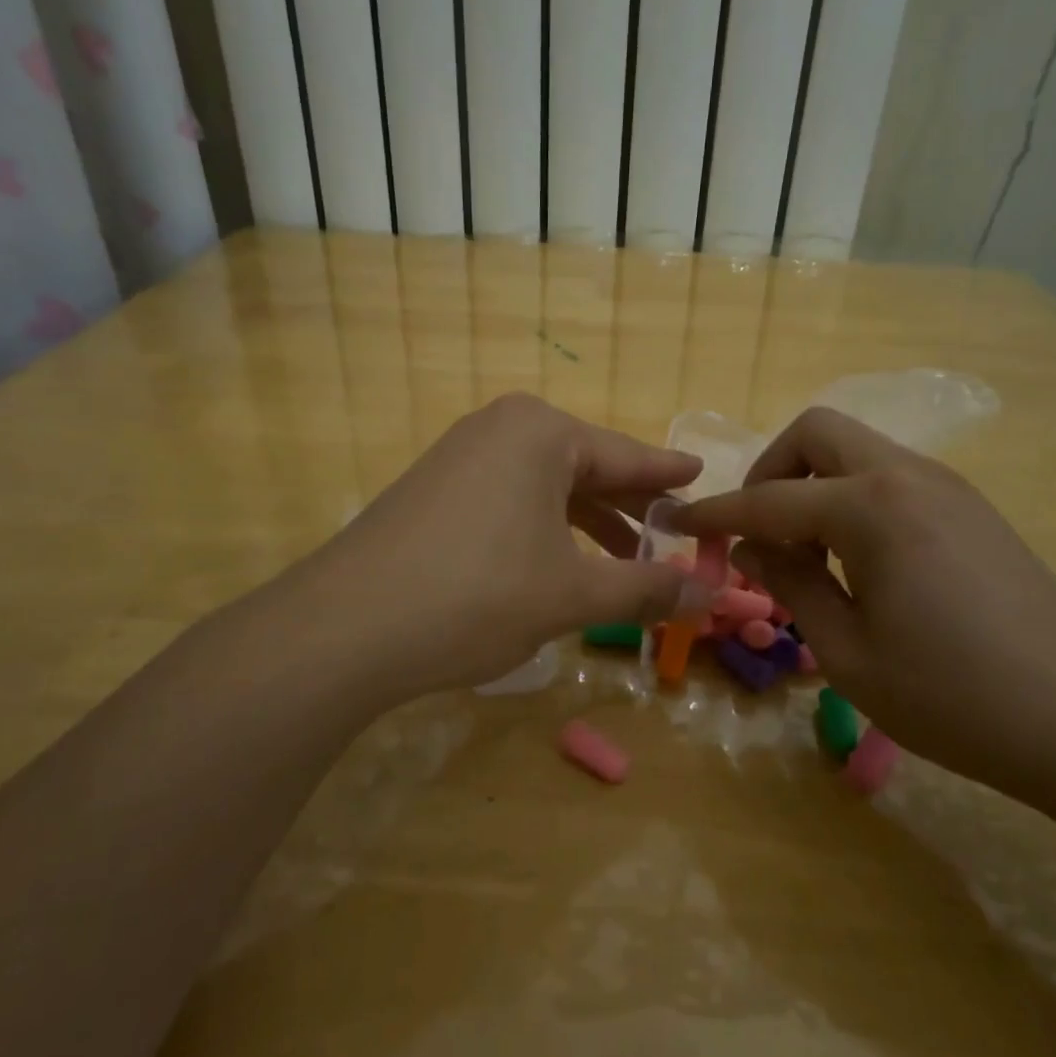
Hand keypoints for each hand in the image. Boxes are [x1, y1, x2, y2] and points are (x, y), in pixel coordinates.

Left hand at [281, 394, 705, 702]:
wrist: (346, 627)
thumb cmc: (478, 595)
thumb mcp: (572, 595)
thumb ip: (645, 590)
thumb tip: (710, 598)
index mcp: (542, 432)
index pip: (627, 456)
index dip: (668, 475)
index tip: (703, 474)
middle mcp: (500, 429)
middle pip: (586, 467)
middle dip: (629, 507)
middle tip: (672, 535)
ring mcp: (460, 456)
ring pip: (546, 486)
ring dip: (587, 523)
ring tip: (623, 559)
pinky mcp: (433, 489)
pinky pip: (509, 499)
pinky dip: (543, 528)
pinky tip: (556, 563)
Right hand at [675, 407, 1055, 810]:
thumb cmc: (953, 696)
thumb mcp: (847, 651)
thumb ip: (789, 584)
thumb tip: (748, 545)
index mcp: (872, 507)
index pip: (767, 499)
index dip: (714, 513)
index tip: (673, 522)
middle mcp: (908, 475)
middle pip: (817, 433)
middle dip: (770, 471)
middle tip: (757, 532)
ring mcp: (948, 488)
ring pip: (857, 451)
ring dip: (813, 486)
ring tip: (807, 558)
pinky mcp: (971, 510)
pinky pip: (890, 479)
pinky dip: (852, 500)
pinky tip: (856, 563)